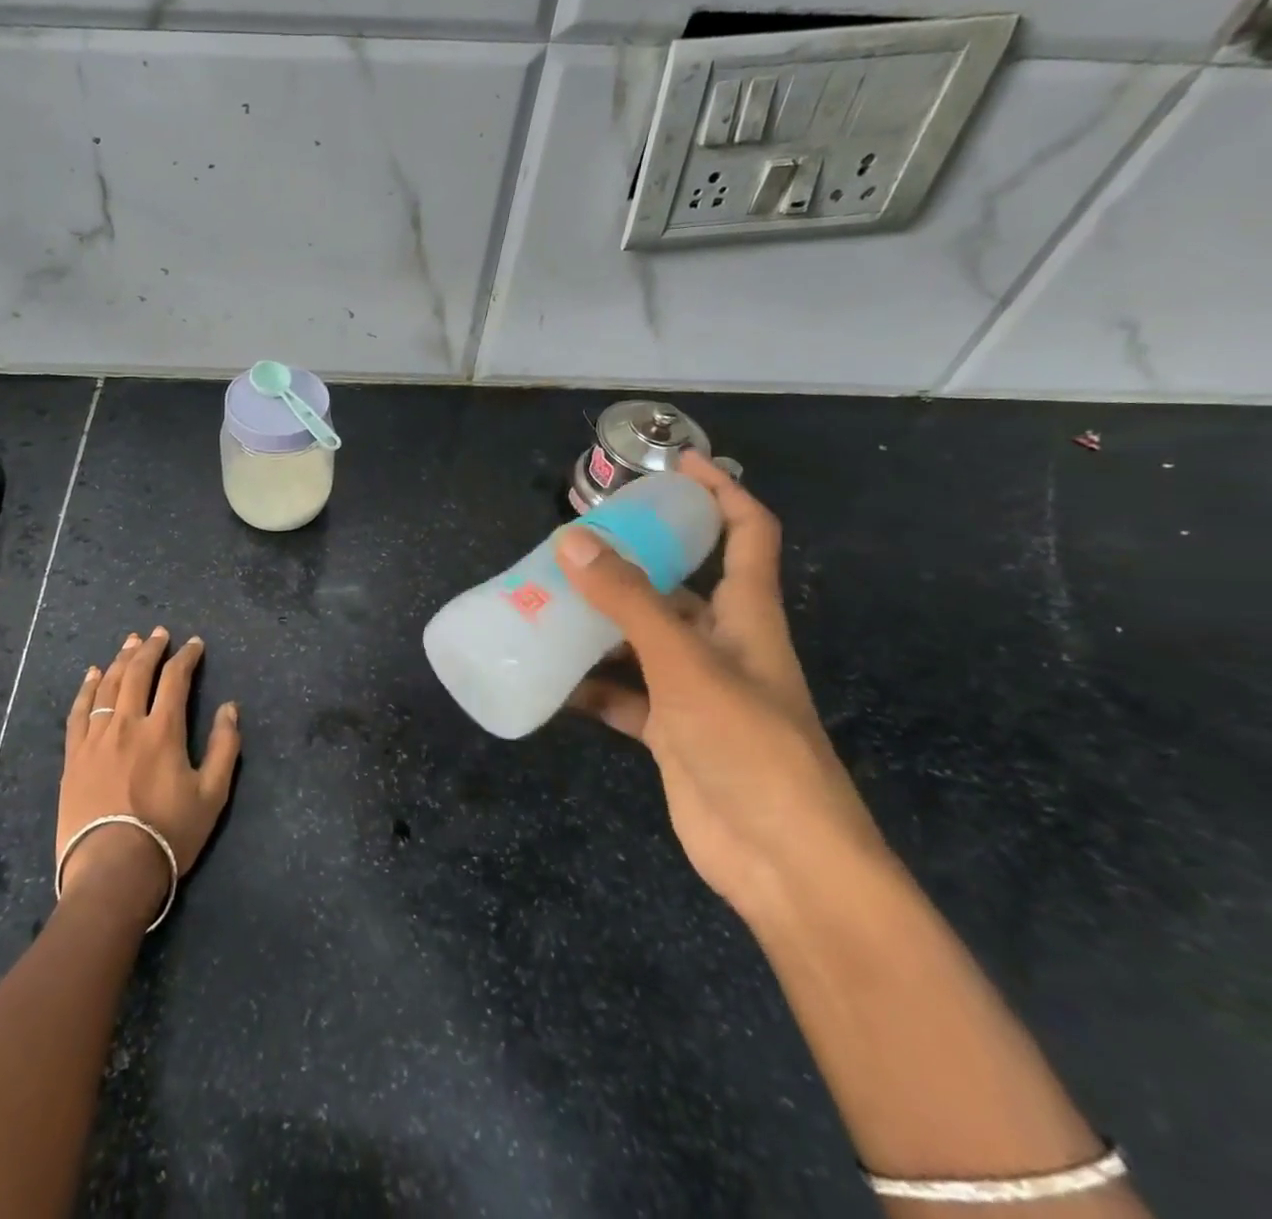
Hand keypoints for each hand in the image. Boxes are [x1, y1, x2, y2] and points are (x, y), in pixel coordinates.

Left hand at [58, 629, 240, 911]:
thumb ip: (225, 746)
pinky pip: (78, 711)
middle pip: (138, 673)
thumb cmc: (168, 834)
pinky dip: (86, 688)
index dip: (186, 657)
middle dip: (151, 648)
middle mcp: (127, 724)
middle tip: (159, 633)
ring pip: (107, 686)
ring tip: (129, 642)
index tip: (194, 644)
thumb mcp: (212, 795)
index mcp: (163, 730)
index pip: (175, 679)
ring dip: (121, 660)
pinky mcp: (73, 756)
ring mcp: (95, 739)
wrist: (112, 871)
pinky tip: (92, 674)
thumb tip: (230, 707)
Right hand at [559, 454, 888, 922]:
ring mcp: (694, 691)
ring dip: (598, 625)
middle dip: (629, 561)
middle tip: (570, 544)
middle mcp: (721, 645)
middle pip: (675, 586)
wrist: (785, 864)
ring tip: (543, 604)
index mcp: (746, 616)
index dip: (719, 492)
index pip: (746, 533)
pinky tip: (550, 679)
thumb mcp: (685, 664)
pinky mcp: (670, 733)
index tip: (676, 463)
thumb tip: (572, 540)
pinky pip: (622, 694)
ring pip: (639, 640)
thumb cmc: (750, 748)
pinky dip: (590, 686)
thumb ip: (628, 602)